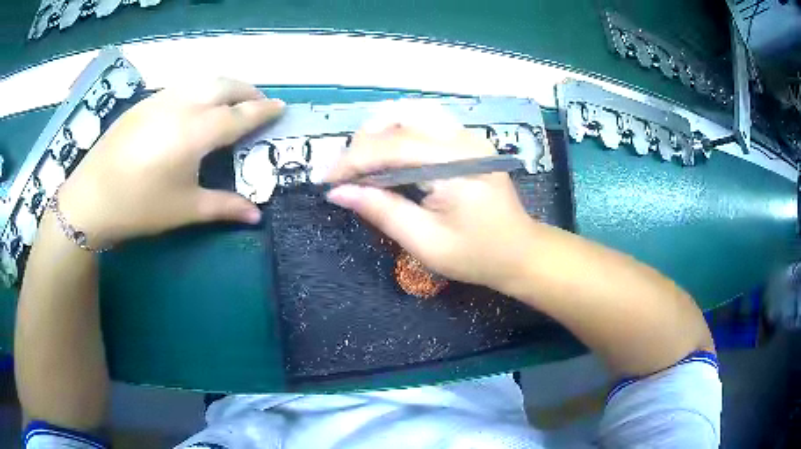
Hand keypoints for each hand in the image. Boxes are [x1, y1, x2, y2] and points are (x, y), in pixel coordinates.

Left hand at [57, 78, 283, 246]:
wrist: (92, 198)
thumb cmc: (140, 207)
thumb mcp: (185, 209)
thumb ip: (224, 207)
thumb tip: (256, 215)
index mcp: (197, 131)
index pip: (241, 114)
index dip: (264, 111)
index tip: (281, 107)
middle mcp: (184, 105)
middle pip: (225, 86)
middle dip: (248, 91)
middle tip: (259, 104)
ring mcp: (162, 99)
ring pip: (204, 80)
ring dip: (225, 86)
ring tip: (232, 101)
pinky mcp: (146, 102)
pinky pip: (184, 86)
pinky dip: (201, 89)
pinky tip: (196, 106)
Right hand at [325, 101, 535, 291]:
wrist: (520, 252)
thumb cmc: (477, 255)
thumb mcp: (425, 242)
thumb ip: (382, 211)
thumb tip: (339, 192)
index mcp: (455, 164)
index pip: (391, 147)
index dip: (352, 160)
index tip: (325, 179)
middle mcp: (463, 139)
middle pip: (399, 119)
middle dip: (363, 144)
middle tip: (346, 175)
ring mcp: (469, 135)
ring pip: (412, 112)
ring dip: (380, 132)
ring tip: (363, 163)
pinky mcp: (469, 140)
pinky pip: (426, 121)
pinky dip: (399, 131)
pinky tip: (389, 154)